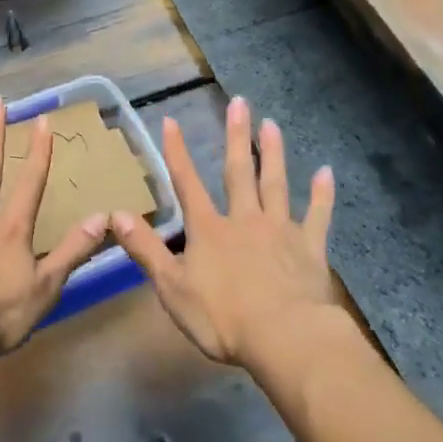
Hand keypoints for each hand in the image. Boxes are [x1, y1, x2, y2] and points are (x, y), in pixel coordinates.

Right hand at [115, 95, 338, 370]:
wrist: (285, 338)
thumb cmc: (223, 318)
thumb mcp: (172, 287)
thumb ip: (145, 249)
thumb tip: (116, 214)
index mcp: (209, 230)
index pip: (187, 184)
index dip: (177, 152)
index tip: (171, 120)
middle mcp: (244, 220)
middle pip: (239, 172)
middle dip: (236, 137)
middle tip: (240, 103)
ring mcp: (280, 231)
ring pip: (275, 184)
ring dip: (273, 153)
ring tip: (272, 124)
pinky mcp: (310, 248)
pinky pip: (317, 216)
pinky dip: (322, 195)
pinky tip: (327, 173)